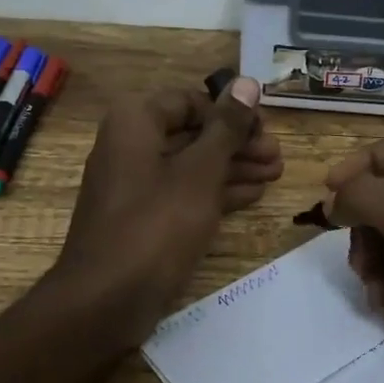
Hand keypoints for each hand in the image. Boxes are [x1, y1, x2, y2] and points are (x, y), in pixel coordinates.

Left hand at [52, 76, 282, 343]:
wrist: (106, 300)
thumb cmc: (156, 225)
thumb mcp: (199, 171)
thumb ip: (226, 127)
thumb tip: (248, 82)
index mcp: (135, 122)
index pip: (189, 100)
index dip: (229, 112)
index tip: (265, 128)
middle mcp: (130, 145)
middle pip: (192, 133)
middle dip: (237, 143)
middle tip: (278, 155)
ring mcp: (135, 184)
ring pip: (191, 165)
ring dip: (233, 167)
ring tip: (277, 173)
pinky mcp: (143, 218)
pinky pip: (183, 193)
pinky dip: (215, 192)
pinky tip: (253, 193)